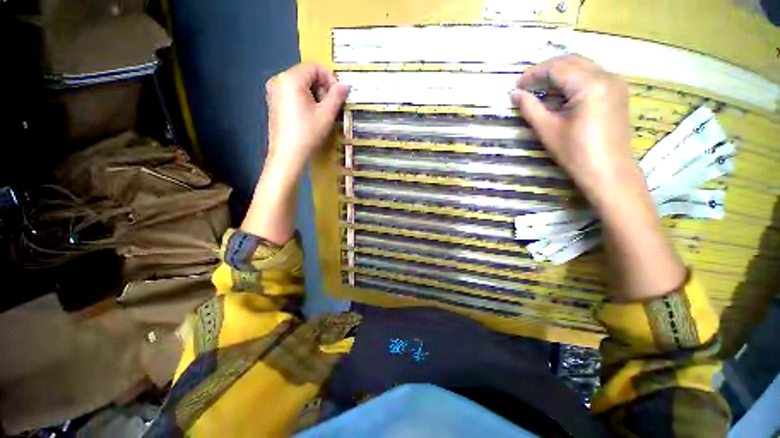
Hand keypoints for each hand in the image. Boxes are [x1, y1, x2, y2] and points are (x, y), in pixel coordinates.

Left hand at [265, 63, 349, 173]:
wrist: (287, 156)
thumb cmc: (308, 134)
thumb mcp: (326, 114)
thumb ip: (337, 96)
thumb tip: (346, 85)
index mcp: (291, 79)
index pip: (315, 67)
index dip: (330, 79)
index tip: (338, 96)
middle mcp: (279, 80)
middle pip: (306, 74)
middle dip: (322, 88)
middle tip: (331, 107)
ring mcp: (274, 92)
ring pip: (300, 85)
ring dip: (315, 95)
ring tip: (322, 113)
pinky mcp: (274, 103)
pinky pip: (293, 93)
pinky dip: (305, 100)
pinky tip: (311, 116)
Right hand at [510, 55, 642, 211]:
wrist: (608, 171)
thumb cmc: (575, 153)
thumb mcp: (547, 129)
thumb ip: (530, 107)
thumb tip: (514, 93)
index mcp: (590, 84)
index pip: (557, 68)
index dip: (534, 73)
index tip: (517, 85)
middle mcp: (607, 76)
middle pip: (572, 61)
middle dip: (547, 69)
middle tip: (527, 84)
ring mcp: (615, 83)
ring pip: (583, 66)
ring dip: (560, 73)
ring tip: (540, 88)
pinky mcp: (617, 92)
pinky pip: (592, 75)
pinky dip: (573, 79)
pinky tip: (561, 92)